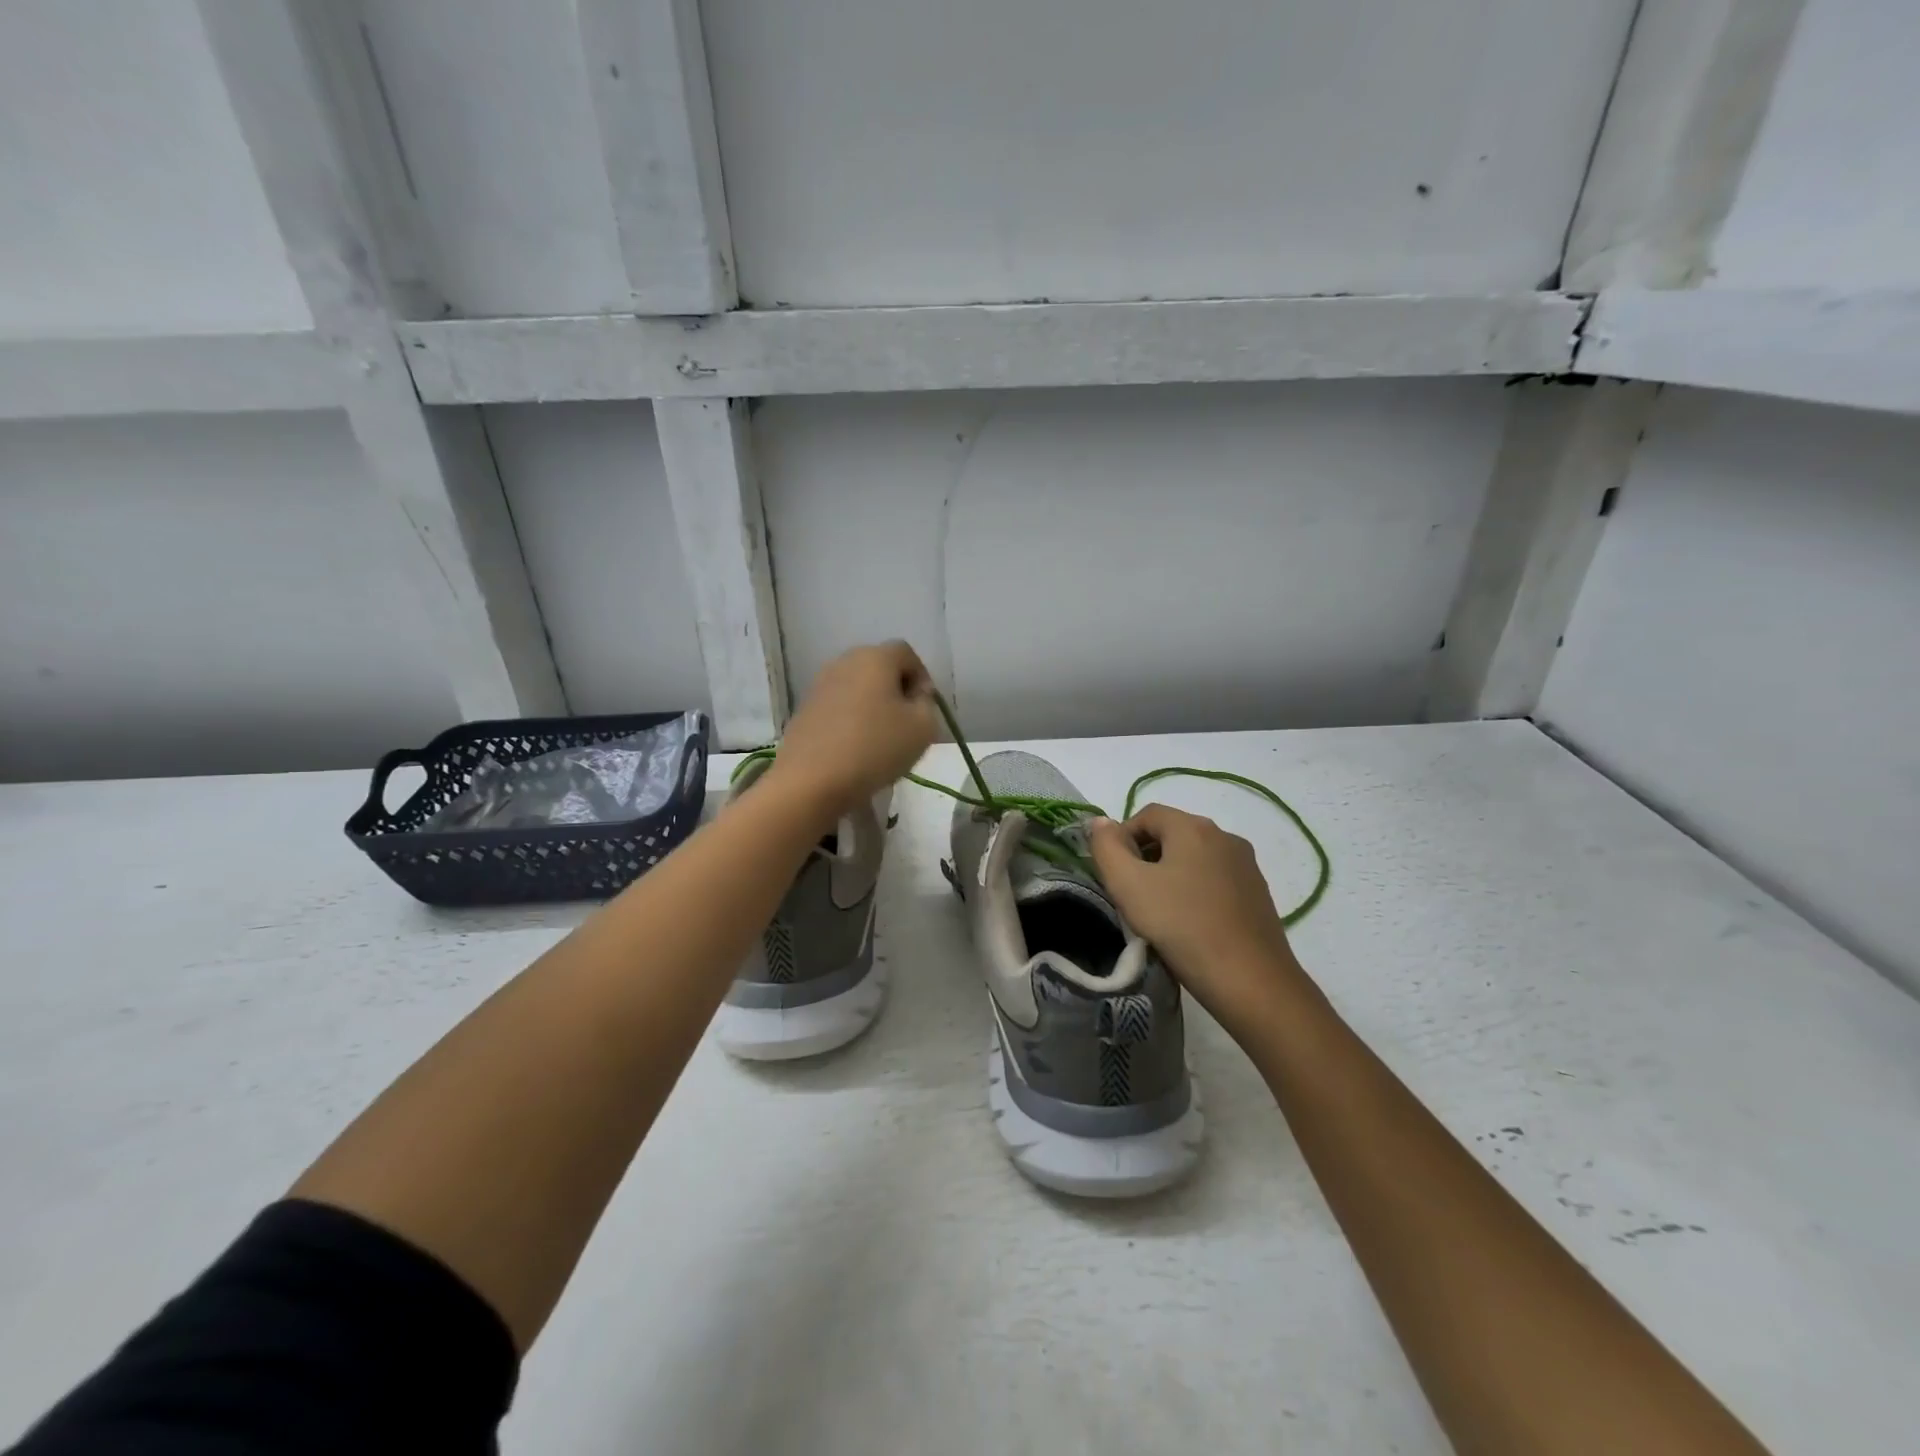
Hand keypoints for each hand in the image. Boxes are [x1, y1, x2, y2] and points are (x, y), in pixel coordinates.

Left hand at [766, 641, 938, 819]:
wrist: (811, 781)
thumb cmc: (875, 748)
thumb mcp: (923, 728)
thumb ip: (927, 705)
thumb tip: (915, 696)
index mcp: (875, 658)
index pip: (907, 654)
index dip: (922, 678)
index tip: (925, 709)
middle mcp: (844, 662)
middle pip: (879, 668)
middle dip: (896, 692)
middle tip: (906, 725)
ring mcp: (820, 685)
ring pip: (857, 688)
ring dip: (873, 707)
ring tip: (881, 740)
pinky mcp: (804, 709)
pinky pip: (838, 707)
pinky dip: (851, 720)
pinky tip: (855, 749)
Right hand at [1089, 805, 1309, 1029]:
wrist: (1250, 981)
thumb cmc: (1182, 926)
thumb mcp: (1128, 885)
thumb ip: (1107, 847)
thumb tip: (1101, 822)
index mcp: (1193, 827)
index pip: (1146, 814)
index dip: (1122, 838)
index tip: (1113, 875)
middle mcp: (1224, 836)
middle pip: (1172, 834)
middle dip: (1146, 857)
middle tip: (1132, 895)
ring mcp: (1246, 865)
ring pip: (1194, 858)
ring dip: (1171, 875)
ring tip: (1159, 913)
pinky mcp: (1258, 893)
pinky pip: (1215, 879)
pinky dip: (1195, 891)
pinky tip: (1190, 923)